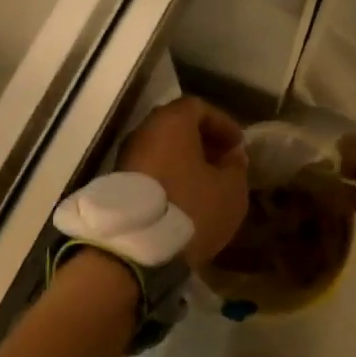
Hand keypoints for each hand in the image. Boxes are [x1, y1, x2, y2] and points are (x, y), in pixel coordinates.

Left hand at [118, 96, 249, 268]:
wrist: (135, 249)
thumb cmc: (191, 209)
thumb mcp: (230, 190)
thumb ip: (236, 166)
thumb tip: (232, 156)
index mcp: (172, 122)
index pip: (199, 107)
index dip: (222, 123)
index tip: (238, 145)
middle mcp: (144, 131)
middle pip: (176, 126)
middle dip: (202, 141)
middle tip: (223, 161)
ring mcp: (126, 157)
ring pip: (161, 149)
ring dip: (184, 160)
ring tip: (206, 182)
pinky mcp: (117, 183)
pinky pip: (149, 169)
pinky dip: (168, 175)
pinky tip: (183, 197)